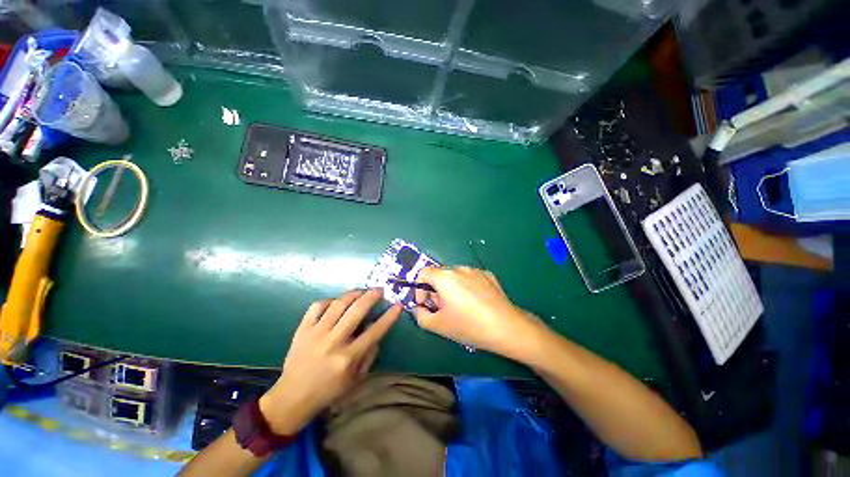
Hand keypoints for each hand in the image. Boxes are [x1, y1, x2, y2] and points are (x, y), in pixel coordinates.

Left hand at [259, 289, 400, 434]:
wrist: (292, 397)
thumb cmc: (328, 391)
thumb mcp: (355, 379)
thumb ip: (369, 355)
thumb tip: (376, 331)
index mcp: (348, 358)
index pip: (374, 331)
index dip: (389, 316)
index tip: (398, 305)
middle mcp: (333, 342)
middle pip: (356, 311)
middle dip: (371, 296)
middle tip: (379, 290)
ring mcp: (316, 334)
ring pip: (338, 304)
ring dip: (353, 294)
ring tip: (361, 291)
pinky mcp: (302, 330)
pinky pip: (317, 306)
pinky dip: (329, 301)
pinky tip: (336, 302)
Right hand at [413, 267, 545, 358]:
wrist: (506, 328)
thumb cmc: (469, 326)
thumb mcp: (437, 325)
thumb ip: (420, 315)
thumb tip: (420, 307)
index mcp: (444, 277)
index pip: (423, 273)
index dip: (419, 288)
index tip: (425, 303)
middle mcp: (459, 268)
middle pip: (439, 274)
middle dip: (435, 290)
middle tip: (441, 308)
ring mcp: (475, 270)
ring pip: (455, 276)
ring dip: (451, 288)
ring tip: (460, 307)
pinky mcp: (488, 275)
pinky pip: (470, 278)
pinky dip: (466, 287)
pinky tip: (475, 303)